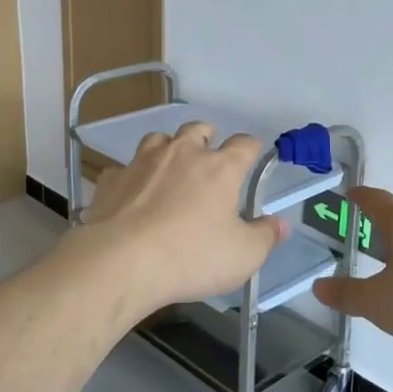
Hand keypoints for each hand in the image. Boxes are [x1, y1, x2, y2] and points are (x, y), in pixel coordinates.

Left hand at [73, 123, 285, 318]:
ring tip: (171, 166)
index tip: (253, 155)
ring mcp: (142, 163)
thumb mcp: (243, 256)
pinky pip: (124, 169)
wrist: (121, 262)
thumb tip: (280, 225)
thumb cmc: (191, 256)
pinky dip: (132, 177)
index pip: (244, 144)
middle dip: (207, 136)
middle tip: (210, 152)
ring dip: (168, 147)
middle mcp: (182, 154)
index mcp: (219, 168)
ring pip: (158, 139)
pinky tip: (132, 194)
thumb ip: (265, 237)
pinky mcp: (112, 180)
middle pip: (198, 130)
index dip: (251, 147)